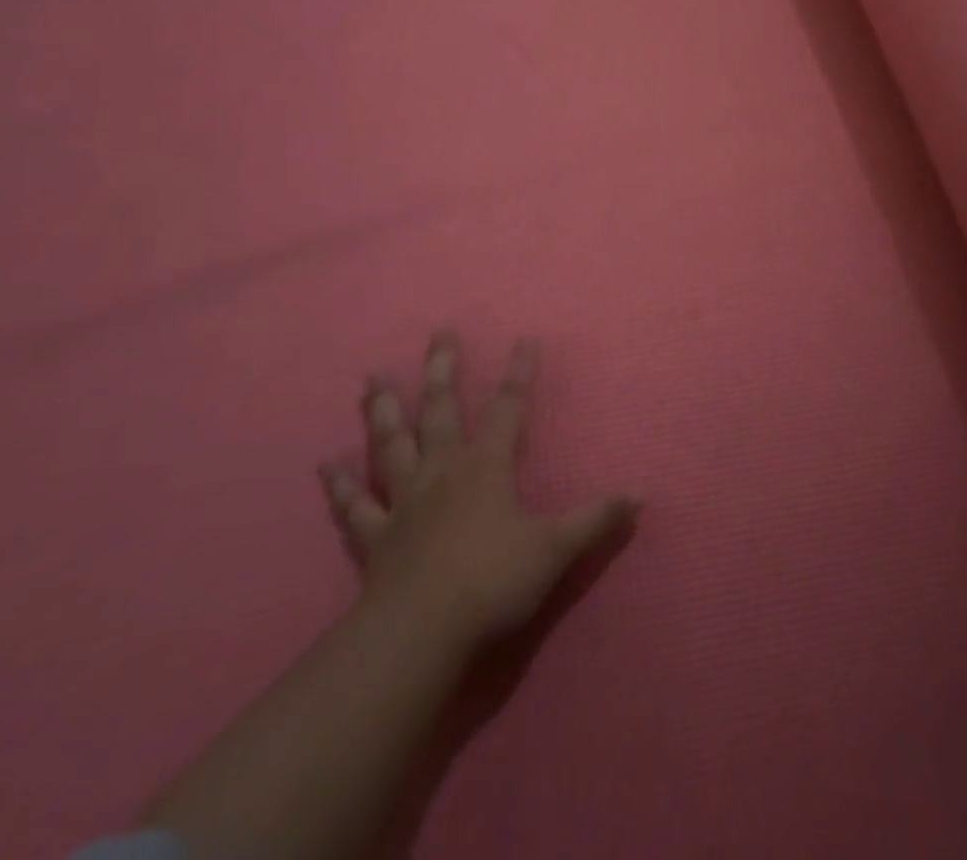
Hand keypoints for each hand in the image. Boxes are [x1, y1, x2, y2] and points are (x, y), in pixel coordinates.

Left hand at [319, 335, 638, 648]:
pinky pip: (355, 506)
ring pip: (390, 444)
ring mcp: (404, 501)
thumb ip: (596, 519)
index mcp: (486, 466)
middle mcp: (442, 470)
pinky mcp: (375, 537)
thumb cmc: (492, 581)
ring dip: (382, 411)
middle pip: (441, 410)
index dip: (519, 373)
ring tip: (371, 379)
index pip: (508, 408)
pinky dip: (341, 486)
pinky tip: (325, 466)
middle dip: (442, 370)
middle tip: (438, 334)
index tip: (524, 339)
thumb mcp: (555, 549)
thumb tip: (640, 495)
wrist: (421, 633)